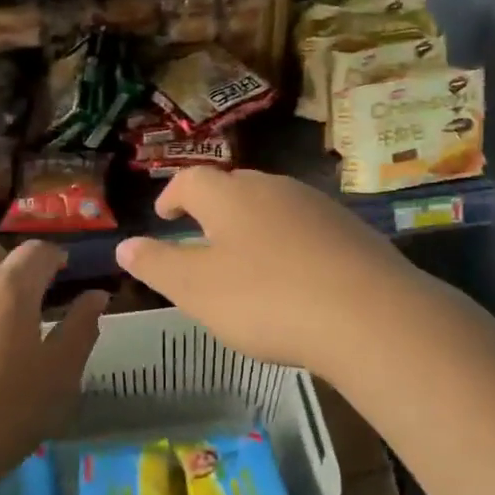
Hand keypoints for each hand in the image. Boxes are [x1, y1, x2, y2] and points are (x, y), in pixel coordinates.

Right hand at [114, 168, 433, 380]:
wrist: (369, 314)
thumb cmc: (267, 299)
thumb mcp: (197, 289)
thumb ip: (158, 264)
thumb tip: (125, 244)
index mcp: (230, 196)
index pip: (191, 180)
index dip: (173, 194)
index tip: (165, 214)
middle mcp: (274, 188)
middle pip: (235, 187)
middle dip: (214, 207)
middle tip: (202, 235)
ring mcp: (317, 206)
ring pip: (274, 205)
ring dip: (253, 224)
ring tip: (246, 257)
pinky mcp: (351, 230)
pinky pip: (307, 227)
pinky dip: (289, 242)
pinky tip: (295, 275)